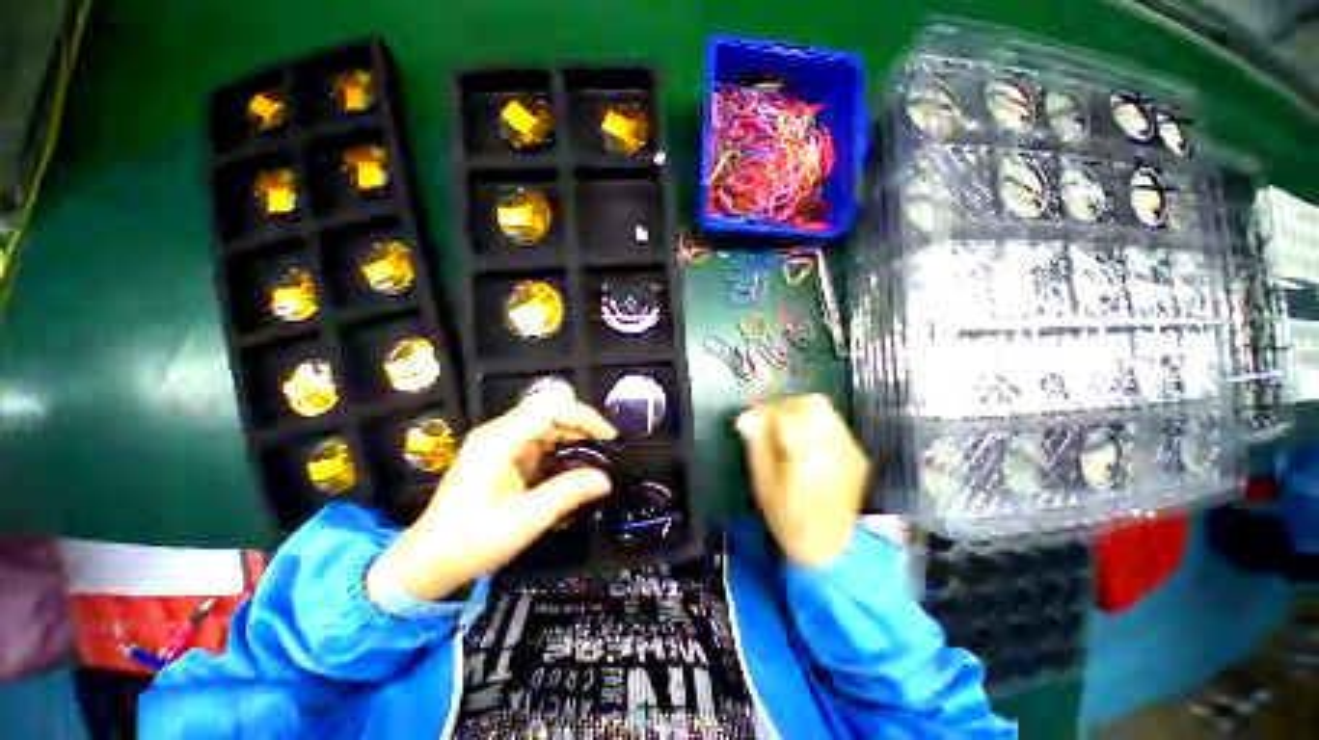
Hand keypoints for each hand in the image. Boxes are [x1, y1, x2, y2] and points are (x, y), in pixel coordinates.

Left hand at [367, 399, 616, 601]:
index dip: (583, 416)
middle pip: (549, 410)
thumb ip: (567, 493)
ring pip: (546, 423)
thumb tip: (605, 479)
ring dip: (573, 434)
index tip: (609, 437)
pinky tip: (575, 462)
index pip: (550, 408)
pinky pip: (538, 439)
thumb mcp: (525, 520)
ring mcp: (499, 442)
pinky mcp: (501, 455)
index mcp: (500, 440)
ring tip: (597, 455)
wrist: (427, 563)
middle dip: (581, 424)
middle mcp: (499, 432)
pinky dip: (561, 446)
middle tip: (606, 448)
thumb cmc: (473, 541)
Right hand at [736, 394, 869, 567]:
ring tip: (786, 430)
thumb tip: (748, 416)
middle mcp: (835, 451)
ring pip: (825, 410)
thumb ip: (757, 446)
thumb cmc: (788, 520)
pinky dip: (815, 423)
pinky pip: (834, 424)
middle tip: (770, 422)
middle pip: (812, 405)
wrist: (831, 549)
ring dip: (800, 412)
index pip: (786, 416)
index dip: (765, 411)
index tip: (751, 417)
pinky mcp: (857, 456)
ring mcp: (851, 453)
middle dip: (785, 406)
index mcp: (807, 461)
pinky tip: (805, 442)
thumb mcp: (763, 485)